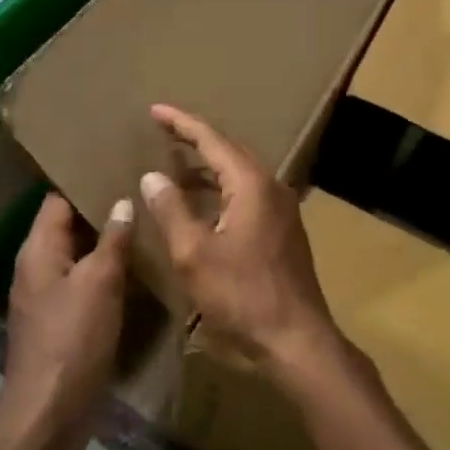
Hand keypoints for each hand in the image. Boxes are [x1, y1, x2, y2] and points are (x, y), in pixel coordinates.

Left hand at [0, 193, 131, 449]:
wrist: (48, 415)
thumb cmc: (72, 340)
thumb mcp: (99, 283)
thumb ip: (112, 240)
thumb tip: (123, 202)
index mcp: (38, 249)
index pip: (58, 198)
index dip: (85, 180)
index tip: (120, 164)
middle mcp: (37, 266)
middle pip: (69, 225)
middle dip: (102, 209)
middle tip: (142, 190)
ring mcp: (48, 296)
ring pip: (79, 255)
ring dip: (107, 242)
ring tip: (146, 222)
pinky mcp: (61, 321)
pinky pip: (84, 282)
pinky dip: (106, 272)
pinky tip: (137, 267)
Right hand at [140, 104, 340, 380]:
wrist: (297, 339)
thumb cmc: (243, 295)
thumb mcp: (194, 255)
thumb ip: (171, 210)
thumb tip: (153, 176)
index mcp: (251, 184)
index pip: (212, 140)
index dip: (181, 123)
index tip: (156, 110)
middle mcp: (271, 187)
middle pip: (229, 151)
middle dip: (196, 139)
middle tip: (164, 131)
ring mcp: (281, 209)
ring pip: (239, 174)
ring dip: (208, 167)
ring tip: (176, 164)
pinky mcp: (282, 230)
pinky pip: (247, 194)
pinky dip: (220, 190)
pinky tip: (202, 204)